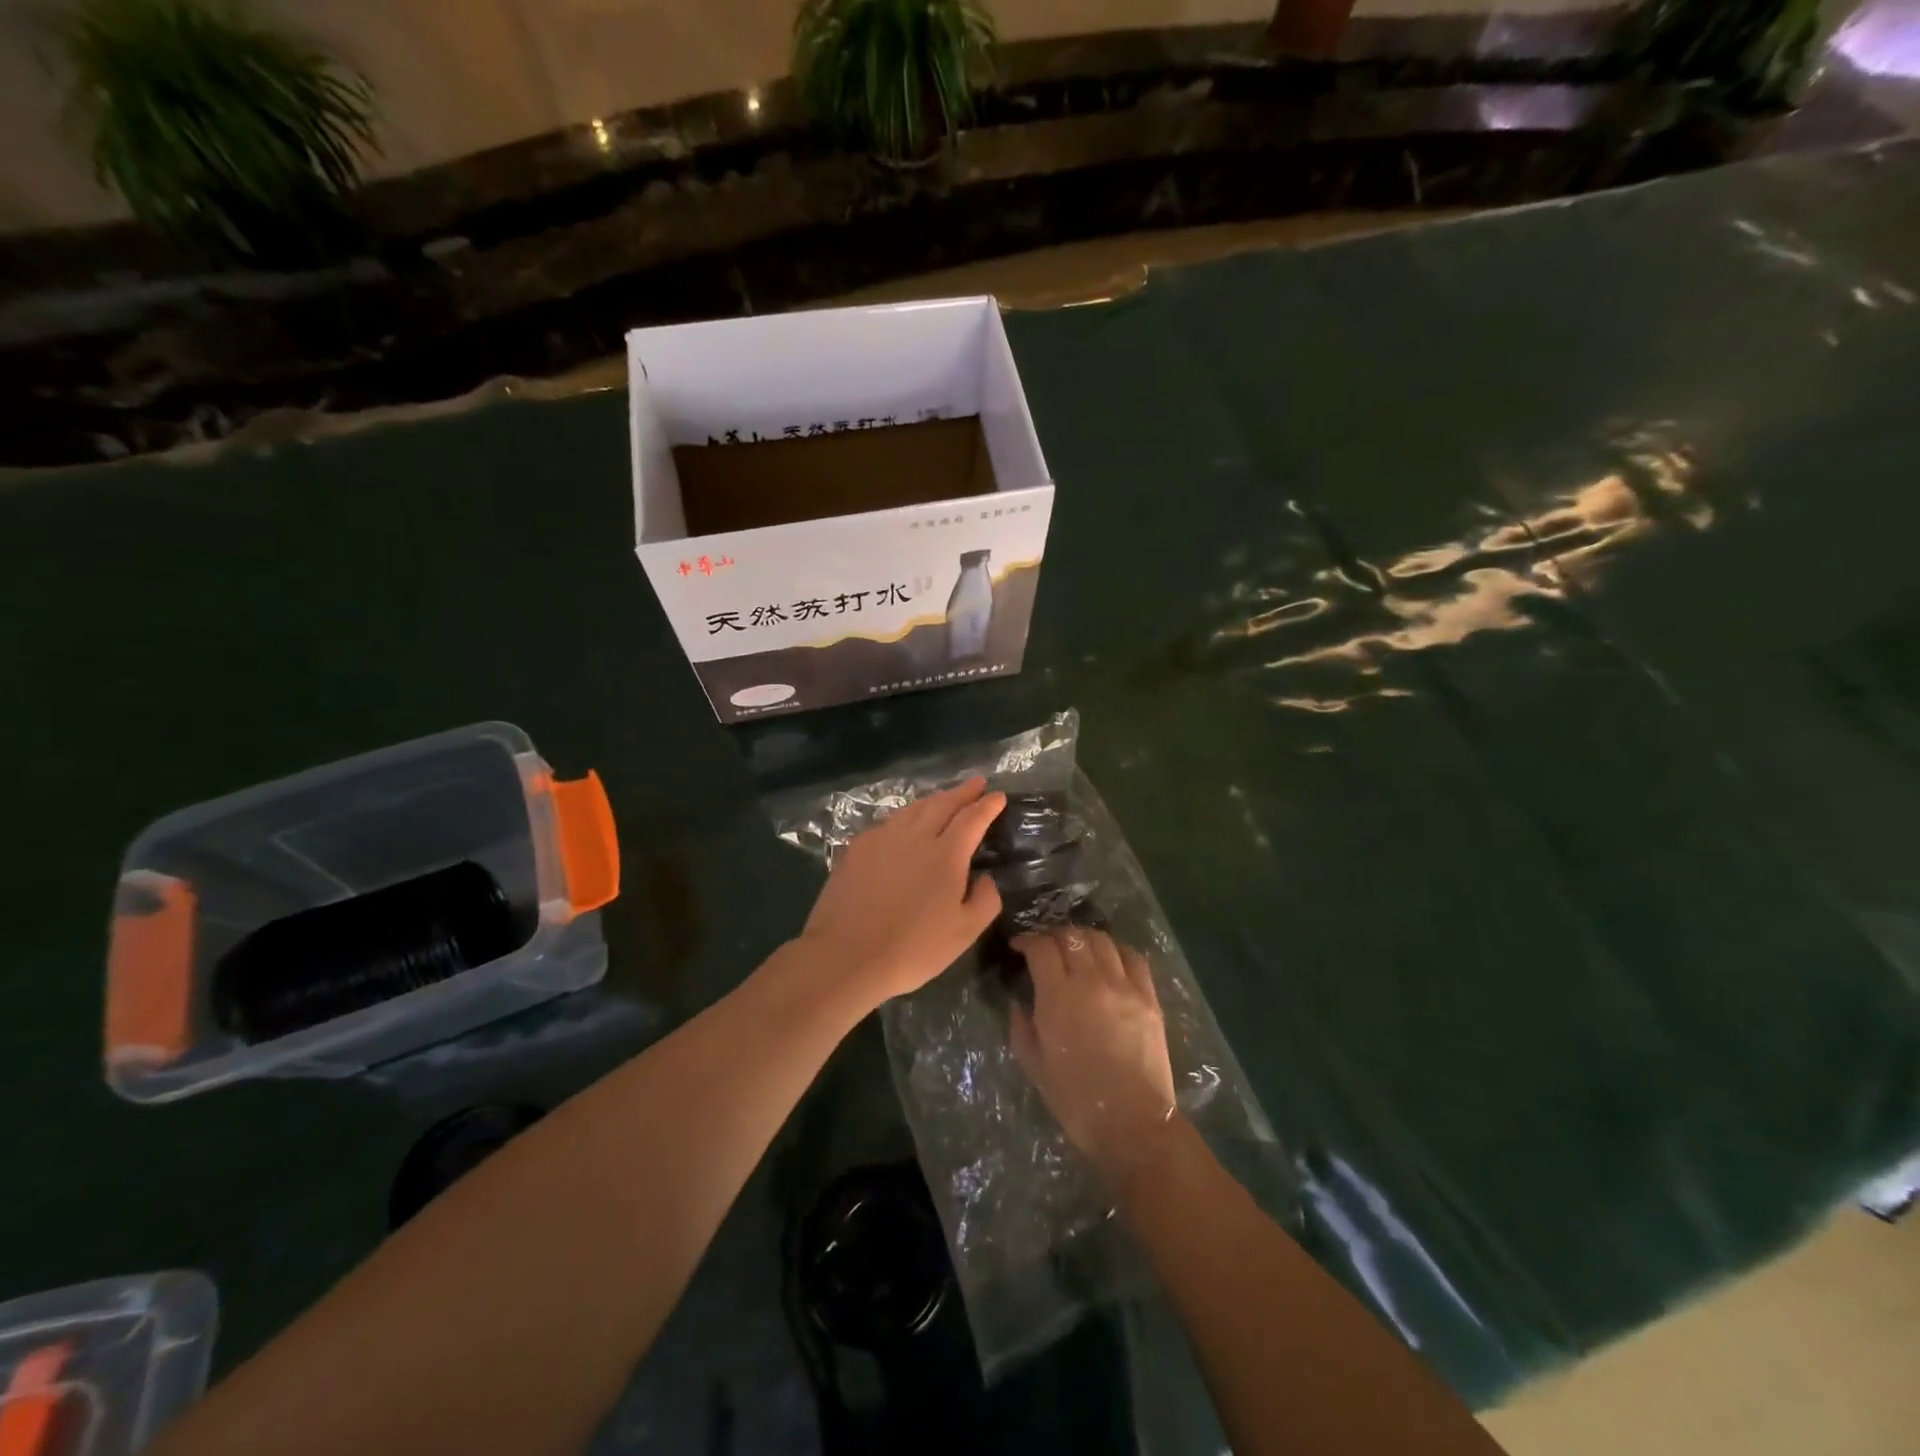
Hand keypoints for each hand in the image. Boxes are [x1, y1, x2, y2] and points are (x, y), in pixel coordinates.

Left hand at [798, 778, 1005, 1008]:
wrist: (846, 955)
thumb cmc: (913, 948)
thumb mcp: (965, 933)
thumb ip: (985, 900)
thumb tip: (986, 878)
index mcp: (946, 854)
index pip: (972, 818)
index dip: (987, 805)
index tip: (997, 796)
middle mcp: (915, 836)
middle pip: (942, 804)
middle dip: (962, 792)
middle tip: (975, 783)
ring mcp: (882, 839)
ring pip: (912, 809)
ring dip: (933, 800)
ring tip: (943, 798)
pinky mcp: (856, 848)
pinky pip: (888, 823)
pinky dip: (905, 817)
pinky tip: (904, 825)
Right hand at [1010, 927, 1177, 1180]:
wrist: (1132, 1123)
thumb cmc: (1075, 1099)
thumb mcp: (1033, 1064)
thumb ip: (1021, 1025)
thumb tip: (1019, 1001)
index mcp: (1058, 996)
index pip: (1042, 947)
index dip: (1027, 940)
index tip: (1020, 947)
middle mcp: (1092, 981)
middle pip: (1072, 936)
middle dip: (1054, 935)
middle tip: (1046, 947)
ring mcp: (1125, 987)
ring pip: (1102, 940)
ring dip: (1084, 938)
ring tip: (1077, 949)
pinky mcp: (1149, 997)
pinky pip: (1134, 958)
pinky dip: (1117, 950)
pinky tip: (1110, 959)